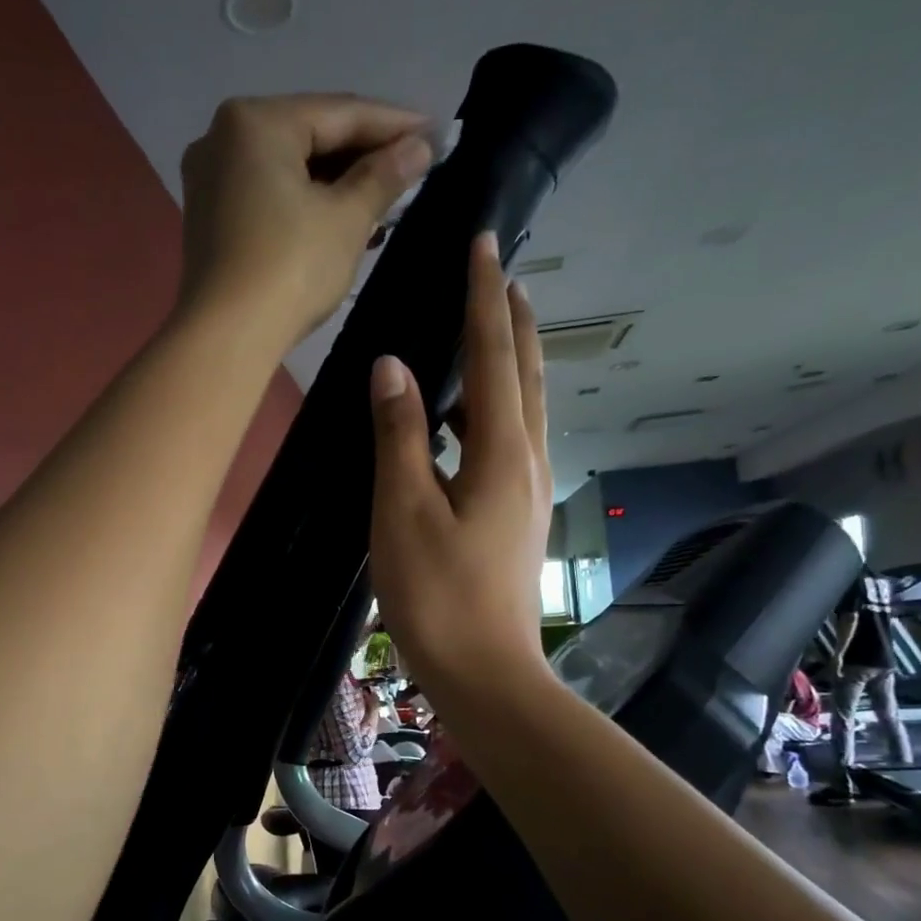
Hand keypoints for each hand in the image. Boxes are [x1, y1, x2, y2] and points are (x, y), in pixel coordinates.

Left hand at [175, 94, 432, 348]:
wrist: (227, 337)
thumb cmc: (291, 269)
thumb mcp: (347, 219)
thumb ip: (384, 176)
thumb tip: (419, 147)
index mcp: (256, 122)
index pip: (340, 113)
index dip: (394, 124)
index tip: (436, 132)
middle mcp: (222, 139)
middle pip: (310, 137)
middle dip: (363, 156)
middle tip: (413, 167)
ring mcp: (209, 181)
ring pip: (289, 170)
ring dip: (337, 184)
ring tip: (385, 200)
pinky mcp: (209, 221)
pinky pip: (268, 197)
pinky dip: (306, 204)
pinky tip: (341, 220)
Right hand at [368, 232, 553, 701]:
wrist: (487, 675)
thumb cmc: (438, 596)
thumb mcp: (404, 511)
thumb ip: (399, 435)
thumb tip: (393, 365)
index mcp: (501, 452)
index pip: (492, 354)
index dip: (484, 298)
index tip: (483, 244)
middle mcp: (526, 462)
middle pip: (525, 374)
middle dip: (514, 320)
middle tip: (504, 275)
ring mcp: (528, 492)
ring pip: (525, 409)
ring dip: (512, 361)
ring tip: (495, 330)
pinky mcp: (518, 518)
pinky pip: (514, 441)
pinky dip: (499, 408)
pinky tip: (475, 420)